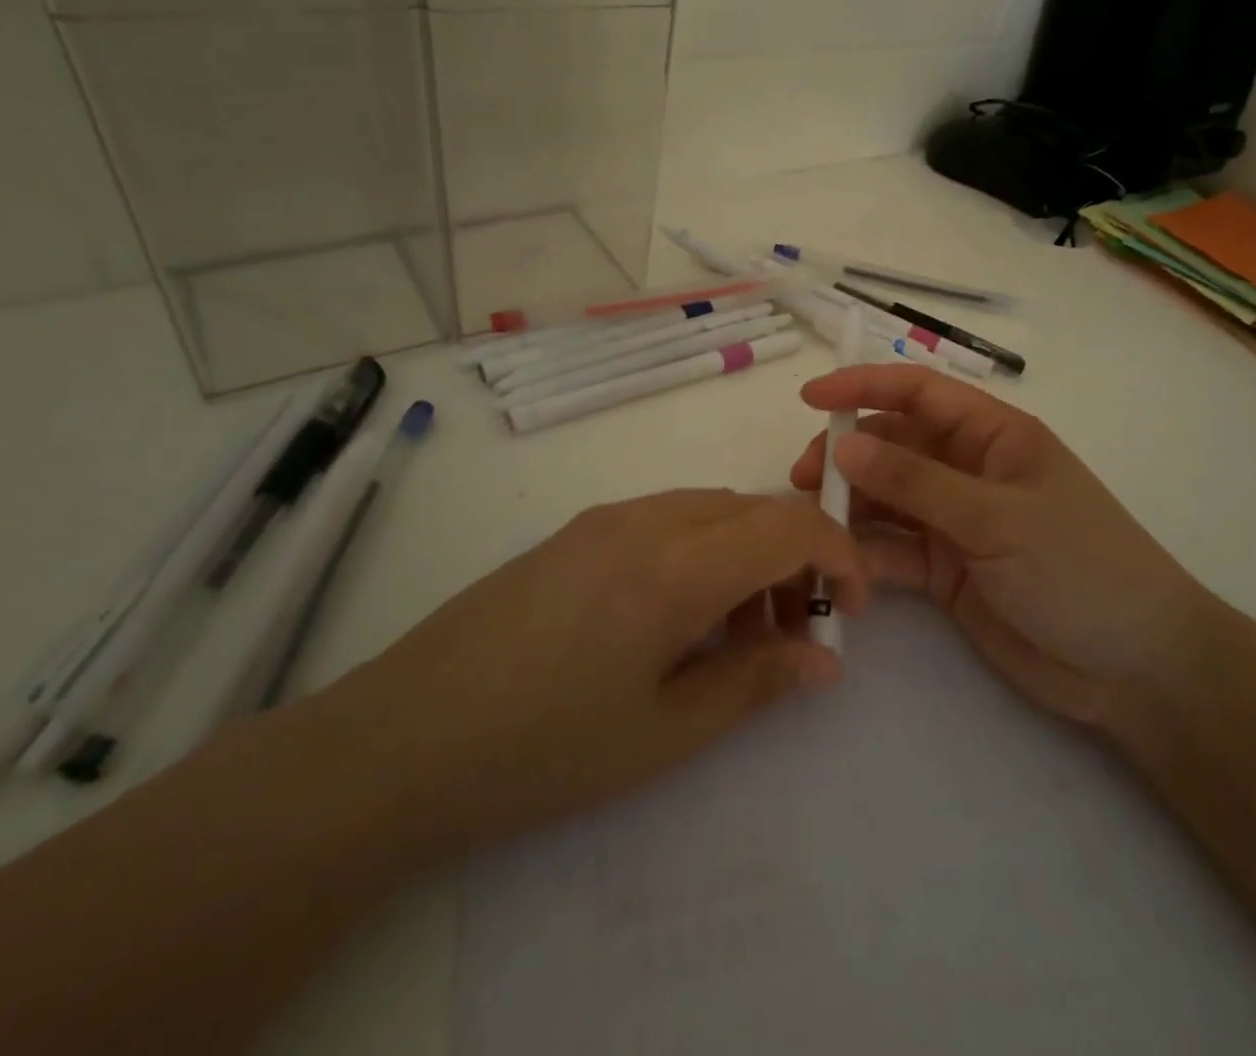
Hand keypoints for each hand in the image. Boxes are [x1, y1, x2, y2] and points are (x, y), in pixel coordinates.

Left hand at [322, 489, 866, 854]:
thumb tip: (824, 659)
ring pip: (713, 509)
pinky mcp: (578, 531)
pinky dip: (704, 551)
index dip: (840, 557)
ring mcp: (606, 518)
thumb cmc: (543, 748)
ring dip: (750, 553)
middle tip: (799, 631)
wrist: (403, 737)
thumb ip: (755, 682)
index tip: (853, 612)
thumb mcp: (665, 731)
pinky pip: (668, 519)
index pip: (790, 526)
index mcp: (677, 564)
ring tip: (740, 632)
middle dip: (798, 558)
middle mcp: (647, 518)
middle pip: (755, 508)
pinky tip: (681, 616)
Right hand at [790, 365, 1205, 727]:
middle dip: (846, 454)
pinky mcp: (945, 570)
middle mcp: (968, 469)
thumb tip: (843, 444)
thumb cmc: (1080, 567)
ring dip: (848, 505)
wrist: (1134, 668)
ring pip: (885, 498)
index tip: (810, 399)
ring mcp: (955, 521)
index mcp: (993, 435)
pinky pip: (893, 549)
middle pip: (892, 444)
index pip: (918, 392)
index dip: (863, 386)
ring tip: (812, 526)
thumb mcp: (997, 517)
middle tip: (802, 480)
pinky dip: (865, 555)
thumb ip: (916, 482)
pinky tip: (842, 570)